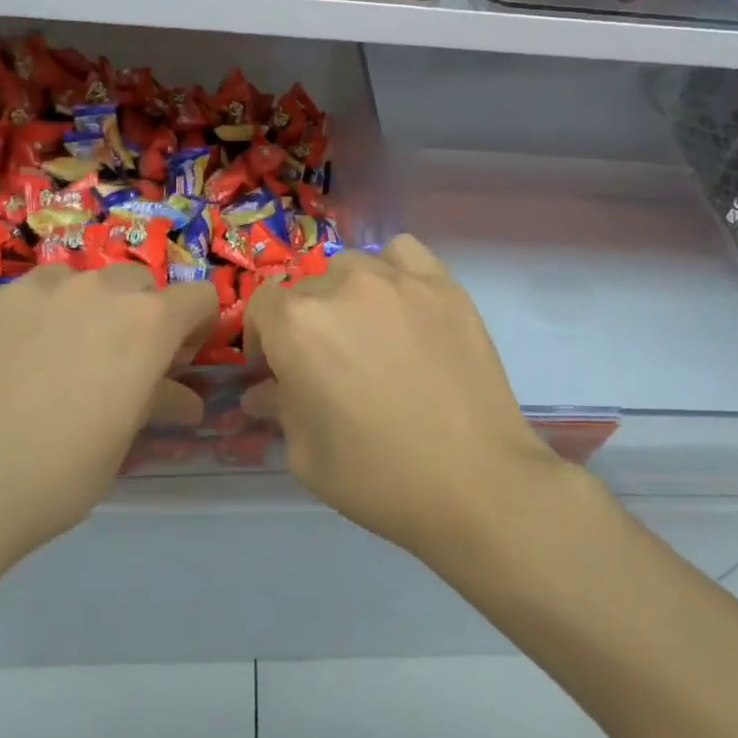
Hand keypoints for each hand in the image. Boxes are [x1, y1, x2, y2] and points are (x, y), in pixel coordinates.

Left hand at [0, 265, 215, 591]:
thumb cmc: (57, 476)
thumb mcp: (121, 441)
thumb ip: (157, 400)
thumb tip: (184, 398)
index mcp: (145, 322)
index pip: (198, 297)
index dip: (193, 329)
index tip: (172, 362)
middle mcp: (94, 288)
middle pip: (135, 283)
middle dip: (134, 316)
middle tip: (109, 363)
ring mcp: (27, 287)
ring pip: (70, 283)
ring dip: (74, 311)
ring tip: (44, 361)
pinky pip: (9, 301)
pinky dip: (13, 325)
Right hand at [244, 236, 568, 554]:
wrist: (476, 483)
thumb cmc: (377, 477)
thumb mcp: (306, 455)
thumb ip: (278, 410)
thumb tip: (264, 392)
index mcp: (297, 325)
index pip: (261, 306)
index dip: (263, 339)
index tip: (277, 371)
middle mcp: (342, 287)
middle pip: (306, 288)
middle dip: (305, 324)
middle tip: (329, 365)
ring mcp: (398, 281)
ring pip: (352, 267)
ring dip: (346, 295)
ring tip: (369, 333)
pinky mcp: (444, 285)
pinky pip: (404, 254)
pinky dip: (393, 271)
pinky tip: (403, 306)